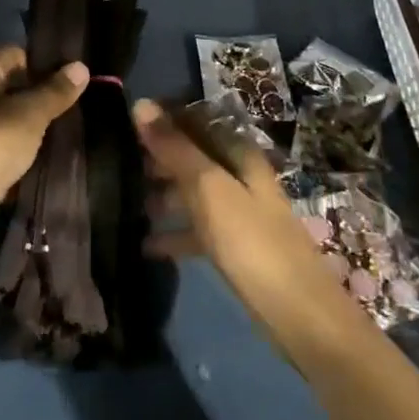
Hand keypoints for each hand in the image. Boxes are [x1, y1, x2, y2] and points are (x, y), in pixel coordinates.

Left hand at [0, 47, 87, 235]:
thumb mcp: (29, 113)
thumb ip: (56, 90)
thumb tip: (81, 66)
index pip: (19, 54)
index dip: (47, 66)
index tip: (74, 82)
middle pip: (12, 86)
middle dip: (40, 98)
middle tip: (75, 108)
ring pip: (7, 118)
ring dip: (30, 127)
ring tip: (64, 133)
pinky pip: (0, 145)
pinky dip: (17, 150)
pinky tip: (42, 157)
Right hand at [135, 99, 350, 337]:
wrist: (299, 315)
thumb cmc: (252, 242)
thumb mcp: (209, 189)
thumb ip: (175, 148)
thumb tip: (141, 104)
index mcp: (240, 156)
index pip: (198, 123)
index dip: (165, 121)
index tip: (126, 124)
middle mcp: (241, 178)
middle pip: (195, 158)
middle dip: (159, 159)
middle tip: (118, 165)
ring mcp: (240, 215)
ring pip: (194, 194)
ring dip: (163, 195)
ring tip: (126, 203)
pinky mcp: (236, 249)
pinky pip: (198, 231)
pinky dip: (174, 234)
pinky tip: (146, 245)